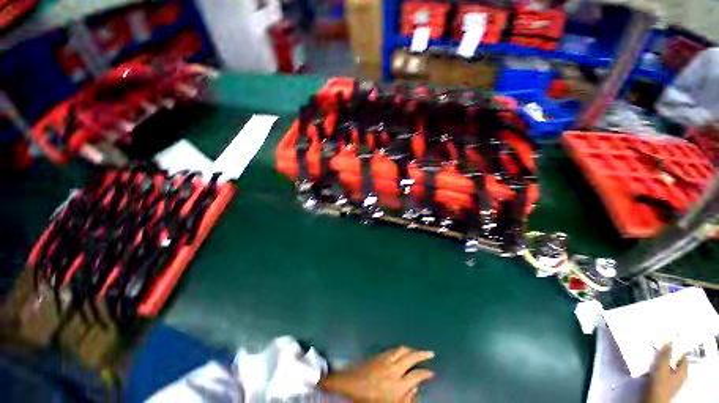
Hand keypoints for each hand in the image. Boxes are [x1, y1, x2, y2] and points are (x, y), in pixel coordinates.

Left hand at [318, 346, 434, 401]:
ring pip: (402, 350)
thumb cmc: (369, 399)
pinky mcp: (378, 355)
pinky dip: (400, 348)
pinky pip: (393, 349)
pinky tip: (401, 350)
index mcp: (398, 385)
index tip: (432, 372)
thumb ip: (405, 400)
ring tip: (417, 350)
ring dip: (411, 349)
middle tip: (430, 353)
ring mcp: (386, 359)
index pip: (417, 376)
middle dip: (422, 354)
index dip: (426, 373)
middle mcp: (394, 369)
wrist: (350, 385)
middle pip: (411, 358)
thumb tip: (414, 391)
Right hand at [643, 343, 688, 402]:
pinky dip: (656, 367)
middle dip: (667, 355)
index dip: (678, 349)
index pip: (683, 357)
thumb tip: (670, 342)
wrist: (652, 400)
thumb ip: (666, 355)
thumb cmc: (660, 384)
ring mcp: (670, 381)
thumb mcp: (662, 368)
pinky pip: (661, 372)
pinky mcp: (662, 384)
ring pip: (666, 367)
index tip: (671, 341)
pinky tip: (649, 365)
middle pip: (674, 362)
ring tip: (652, 354)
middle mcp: (679, 376)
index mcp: (683, 372)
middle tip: (660, 346)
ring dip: (660, 361)